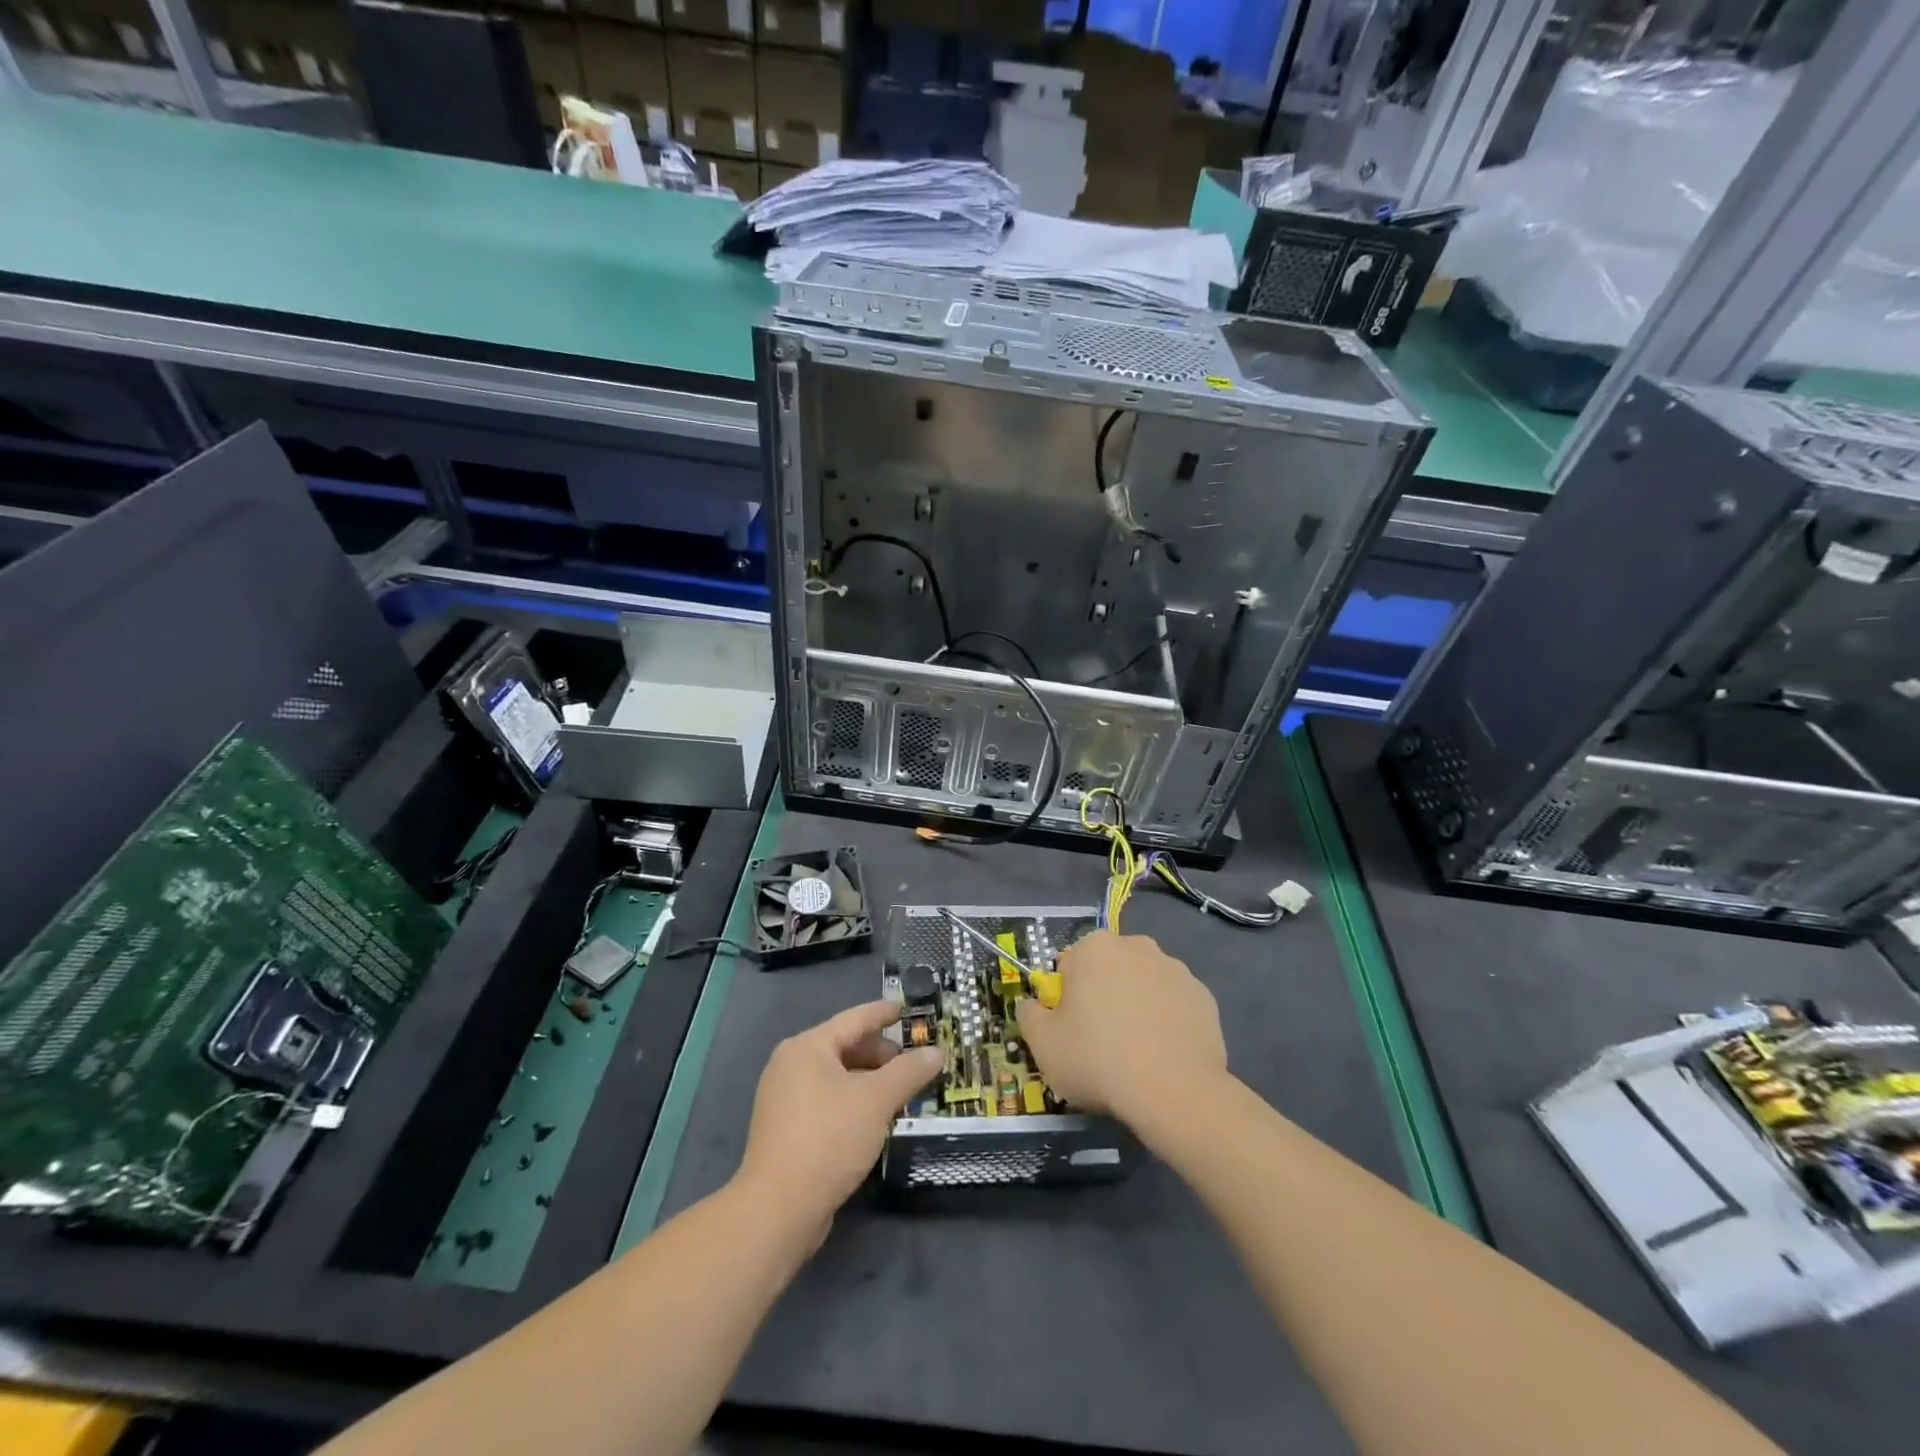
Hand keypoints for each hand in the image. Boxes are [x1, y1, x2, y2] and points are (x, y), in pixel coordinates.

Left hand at [736, 1001, 942, 1237]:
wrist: (777, 1210)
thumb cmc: (828, 1139)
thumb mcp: (876, 1101)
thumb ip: (909, 1072)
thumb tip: (936, 1052)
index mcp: (807, 1047)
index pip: (854, 1019)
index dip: (883, 1013)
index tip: (906, 1009)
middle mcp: (790, 1065)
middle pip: (844, 1047)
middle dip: (880, 1054)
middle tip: (912, 1063)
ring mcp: (784, 1098)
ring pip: (836, 1076)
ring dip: (869, 1081)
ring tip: (900, 1092)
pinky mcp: (786, 1128)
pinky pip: (827, 1100)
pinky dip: (852, 1101)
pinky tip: (874, 1118)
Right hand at [1015, 930, 1226, 1125]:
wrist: (1175, 1092)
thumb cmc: (1098, 1059)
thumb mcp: (1042, 1043)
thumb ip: (1029, 1014)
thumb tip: (1033, 1005)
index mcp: (1095, 947)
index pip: (1069, 967)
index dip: (1066, 1000)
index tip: (1072, 1031)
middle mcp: (1137, 946)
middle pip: (1108, 970)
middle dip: (1103, 996)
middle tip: (1100, 1042)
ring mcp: (1176, 970)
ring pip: (1143, 985)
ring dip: (1136, 1006)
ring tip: (1135, 1053)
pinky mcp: (1204, 997)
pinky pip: (1174, 1005)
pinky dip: (1166, 1022)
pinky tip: (1163, 1055)